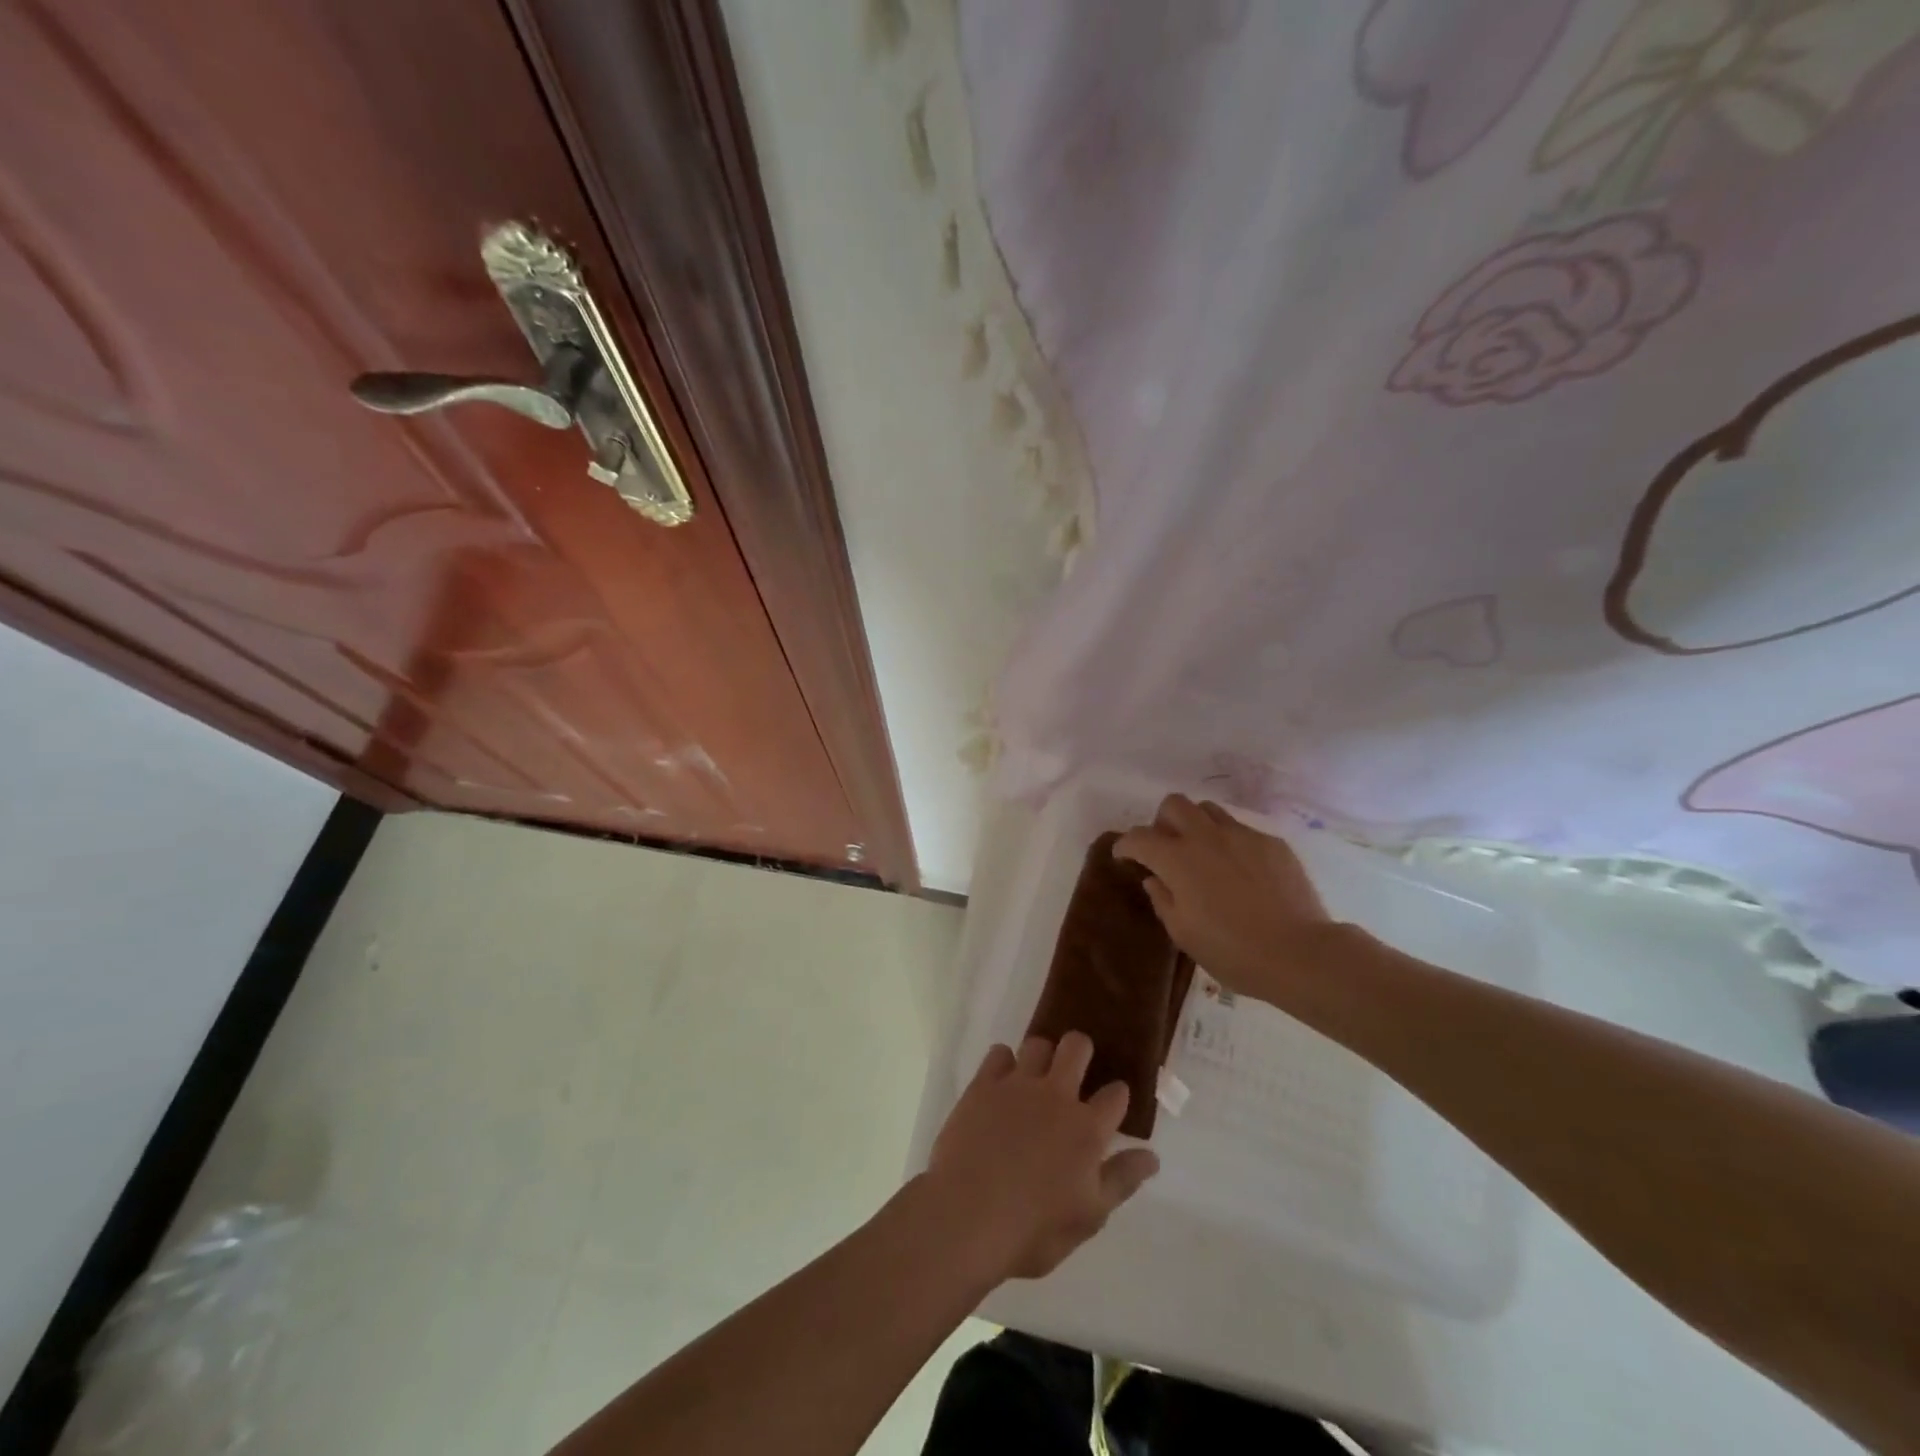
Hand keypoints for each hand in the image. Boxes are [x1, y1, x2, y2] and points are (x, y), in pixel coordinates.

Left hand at [925, 1033, 1159, 1282]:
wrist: (967, 1216)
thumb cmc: (1033, 1229)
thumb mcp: (1089, 1217)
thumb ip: (1122, 1180)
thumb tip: (1152, 1156)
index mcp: (1087, 1129)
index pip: (1116, 1095)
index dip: (1117, 1096)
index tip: (1111, 1104)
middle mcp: (1056, 1095)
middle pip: (1077, 1047)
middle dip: (1082, 1051)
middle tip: (1075, 1072)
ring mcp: (1018, 1085)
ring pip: (1038, 1043)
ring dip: (1042, 1056)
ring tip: (1037, 1077)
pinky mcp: (983, 1084)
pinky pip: (999, 1053)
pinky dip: (1004, 1063)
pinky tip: (1002, 1083)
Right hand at [1115, 793, 1339, 1002]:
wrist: (1299, 953)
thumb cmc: (1232, 951)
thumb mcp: (1183, 933)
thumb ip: (1162, 899)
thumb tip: (1156, 878)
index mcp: (1177, 859)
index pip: (1139, 837)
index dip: (1125, 845)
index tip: (1124, 856)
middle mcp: (1206, 837)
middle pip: (1174, 804)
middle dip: (1161, 822)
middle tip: (1166, 849)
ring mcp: (1242, 836)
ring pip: (1208, 810)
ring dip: (1196, 825)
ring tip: (1202, 853)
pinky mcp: (1271, 843)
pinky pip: (1241, 830)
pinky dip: (1230, 843)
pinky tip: (1240, 872)